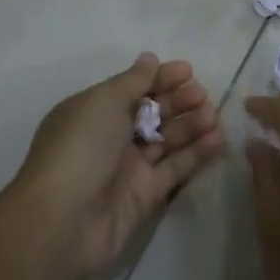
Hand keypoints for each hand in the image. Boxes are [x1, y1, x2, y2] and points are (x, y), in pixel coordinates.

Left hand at [11, 53, 223, 279]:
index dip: (160, 78)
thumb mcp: (103, 102)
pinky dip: (195, 154)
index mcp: (94, 111)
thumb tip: (149, 58)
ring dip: (190, 125)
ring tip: (213, 116)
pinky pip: (175, 168)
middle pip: (152, 112)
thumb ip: (132, 81)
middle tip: (202, 96)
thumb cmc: (80, 148)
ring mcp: (128, 167)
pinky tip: (217, 139)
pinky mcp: (145, 195)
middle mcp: (111, 136)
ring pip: (166, 139)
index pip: (132, 88)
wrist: (63, 221)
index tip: (188, 71)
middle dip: (178, 101)